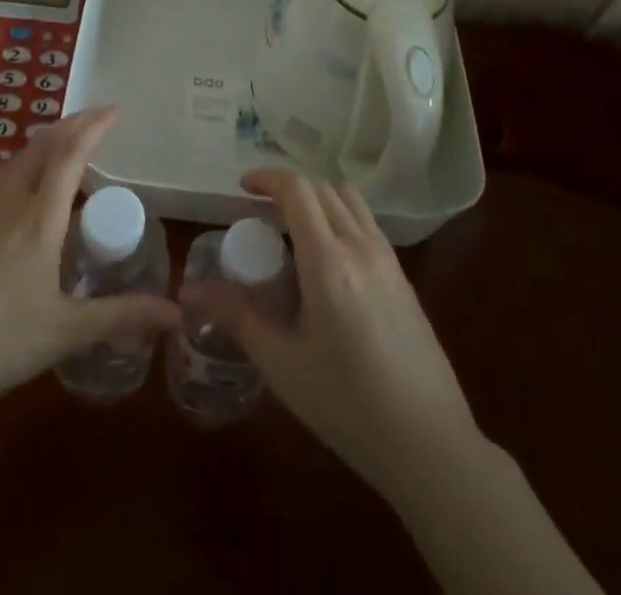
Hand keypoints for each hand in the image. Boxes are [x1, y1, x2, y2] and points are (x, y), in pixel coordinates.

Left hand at [0, 107, 178, 424]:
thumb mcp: (65, 333)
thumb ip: (121, 318)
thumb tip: (178, 315)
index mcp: (39, 219)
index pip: (70, 156)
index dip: (94, 127)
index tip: (116, 110)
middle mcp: (10, 205)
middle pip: (41, 147)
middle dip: (72, 125)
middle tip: (98, 120)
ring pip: (18, 160)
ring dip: (47, 141)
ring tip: (67, 143)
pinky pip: (2, 179)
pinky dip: (26, 164)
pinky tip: (26, 186)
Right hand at [191, 168, 478, 496]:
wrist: (430, 443)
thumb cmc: (347, 404)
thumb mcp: (282, 364)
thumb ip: (237, 316)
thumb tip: (190, 292)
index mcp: (327, 259)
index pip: (297, 189)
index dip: (267, 178)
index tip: (242, 188)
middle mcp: (360, 245)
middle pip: (321, 188)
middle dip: (288, 189)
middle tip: (260, 216)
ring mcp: (387, 258)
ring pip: (349, 199)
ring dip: (318, 199)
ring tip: (294, 232)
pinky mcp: (403, 276)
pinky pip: (367, 223)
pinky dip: (341, 218)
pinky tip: (329, 262)